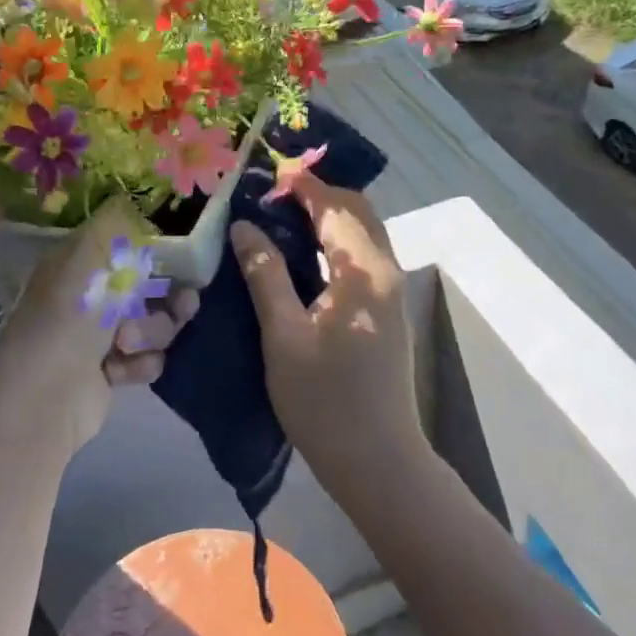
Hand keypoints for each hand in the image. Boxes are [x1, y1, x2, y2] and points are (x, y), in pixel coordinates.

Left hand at [0, 199, 198, 450]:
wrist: (44, 398)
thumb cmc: (68, 318)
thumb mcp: (89, 259)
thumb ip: (115, 225)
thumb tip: (129, 199)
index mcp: (81, 263)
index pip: (129, 246)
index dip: (159, 252)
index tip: (186, 258)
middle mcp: (92, 295)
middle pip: (152, 288)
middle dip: (169, 298)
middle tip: (184, 304)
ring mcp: (102, 335)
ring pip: (156, 324)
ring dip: (152, 333)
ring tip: (128, 344)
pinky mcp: (113, 370)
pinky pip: (149, 357)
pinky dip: (140, 363)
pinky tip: (120, 370)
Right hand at [229, 175, 424, 509]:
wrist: (378, 461)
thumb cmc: (325, 401)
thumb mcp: (284, 336)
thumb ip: (265, 275)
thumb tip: (244, 227)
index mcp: (364, 272)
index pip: (335, 208)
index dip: (303, 185)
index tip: (267, 173)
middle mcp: (386, 271)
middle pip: (358, 211)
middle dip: (319, 194)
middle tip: (272, 195)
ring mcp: (391, 292)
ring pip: (364, 233)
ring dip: (329, 216)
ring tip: (282, 217)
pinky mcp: (386, 310)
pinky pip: (364, 255)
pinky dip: (337, 241)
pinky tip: (305, 254)